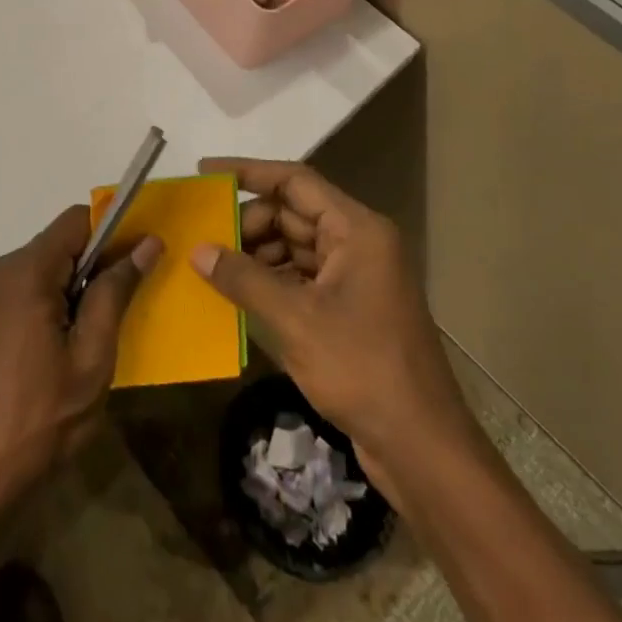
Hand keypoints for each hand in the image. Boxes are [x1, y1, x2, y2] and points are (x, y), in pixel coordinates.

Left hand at [0, 206, 160, 526]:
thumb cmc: (38, 423)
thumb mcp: (91, 360)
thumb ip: (115, 294)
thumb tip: (146, 243)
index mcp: (24, 271)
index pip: (76, 221)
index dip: (111, 236)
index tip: (133, 270)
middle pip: (57, 245)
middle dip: (89, 272)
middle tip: (109, 322)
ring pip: (39, 270)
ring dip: (67, 293)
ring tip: (79, 348)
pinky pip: (19, 291)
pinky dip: (43, 306)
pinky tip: (49, 357)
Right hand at [187, 158, 470, 479]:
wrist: (423, 449)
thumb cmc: (363, 370)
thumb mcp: (296, 320)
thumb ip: (244, 279)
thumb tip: (198, 250)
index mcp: (356, 230)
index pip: (295, 181)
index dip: (248, 172)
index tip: (206, 173)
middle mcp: (358, 243)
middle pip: (293, 213)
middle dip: (248, 222)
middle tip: (204, 237)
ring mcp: (355, 277)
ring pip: (295, 246)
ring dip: (256, 253)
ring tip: (212, 266)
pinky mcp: (349, 308)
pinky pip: (301, 277)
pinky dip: (270, 280)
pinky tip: (238, 294)